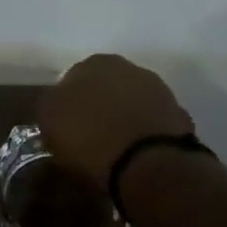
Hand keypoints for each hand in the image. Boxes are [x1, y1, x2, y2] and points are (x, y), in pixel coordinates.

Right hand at [38, 55, 194, 189]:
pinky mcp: (177, 115)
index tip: (63, 126)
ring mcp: (157, 90)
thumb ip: (49, 104)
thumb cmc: (89, 138)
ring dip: (120, 117)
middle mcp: (127, 67)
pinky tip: (133, 151)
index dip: (66, 103)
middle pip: (103, 87)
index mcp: (93, 63)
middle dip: (96, 106)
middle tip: (86, 134)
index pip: (72, 79)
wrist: (149, 163)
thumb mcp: (49, 121)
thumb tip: (56, 104)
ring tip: (111, 146)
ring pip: (128, 102)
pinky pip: (148, 121)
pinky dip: (140, 132)